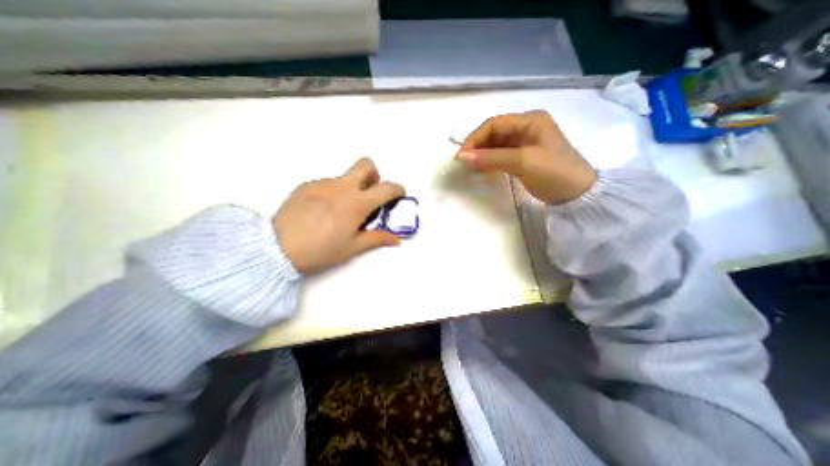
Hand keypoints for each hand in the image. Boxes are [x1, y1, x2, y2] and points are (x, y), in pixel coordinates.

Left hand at [272, 158, 405, 275]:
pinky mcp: (306, 185)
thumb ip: (377, 239)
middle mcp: (342, 187)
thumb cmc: (321, 250)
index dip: (397, 189)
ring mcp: (322, 183)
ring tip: (340, 211)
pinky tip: (322, 211)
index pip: (386, 188)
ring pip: (345, 177)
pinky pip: (327, 183)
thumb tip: (396, 240)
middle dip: (374, 175)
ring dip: (351, 188)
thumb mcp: (352, 247)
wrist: (278, 248)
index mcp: (357, 203)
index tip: (398, 195)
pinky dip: (333, 193)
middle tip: (370, 194)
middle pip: (366, 165)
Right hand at [453, 110, 595, 203]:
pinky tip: (483, 171)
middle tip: (465, 164)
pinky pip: (501, 156)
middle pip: (494, 134)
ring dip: (483, 155)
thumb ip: (491, 158)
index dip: (475, 138)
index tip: (462, 156)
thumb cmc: (554, 172)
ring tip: (472, 169)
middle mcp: (526, 128)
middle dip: (478, 147)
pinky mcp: (523, 157)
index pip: (494, 124)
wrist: (577, 195)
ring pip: (496, 145)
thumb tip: (462, 157)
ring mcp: (525, 143)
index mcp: (530, 120)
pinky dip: (490, 162)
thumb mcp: (522, 162)